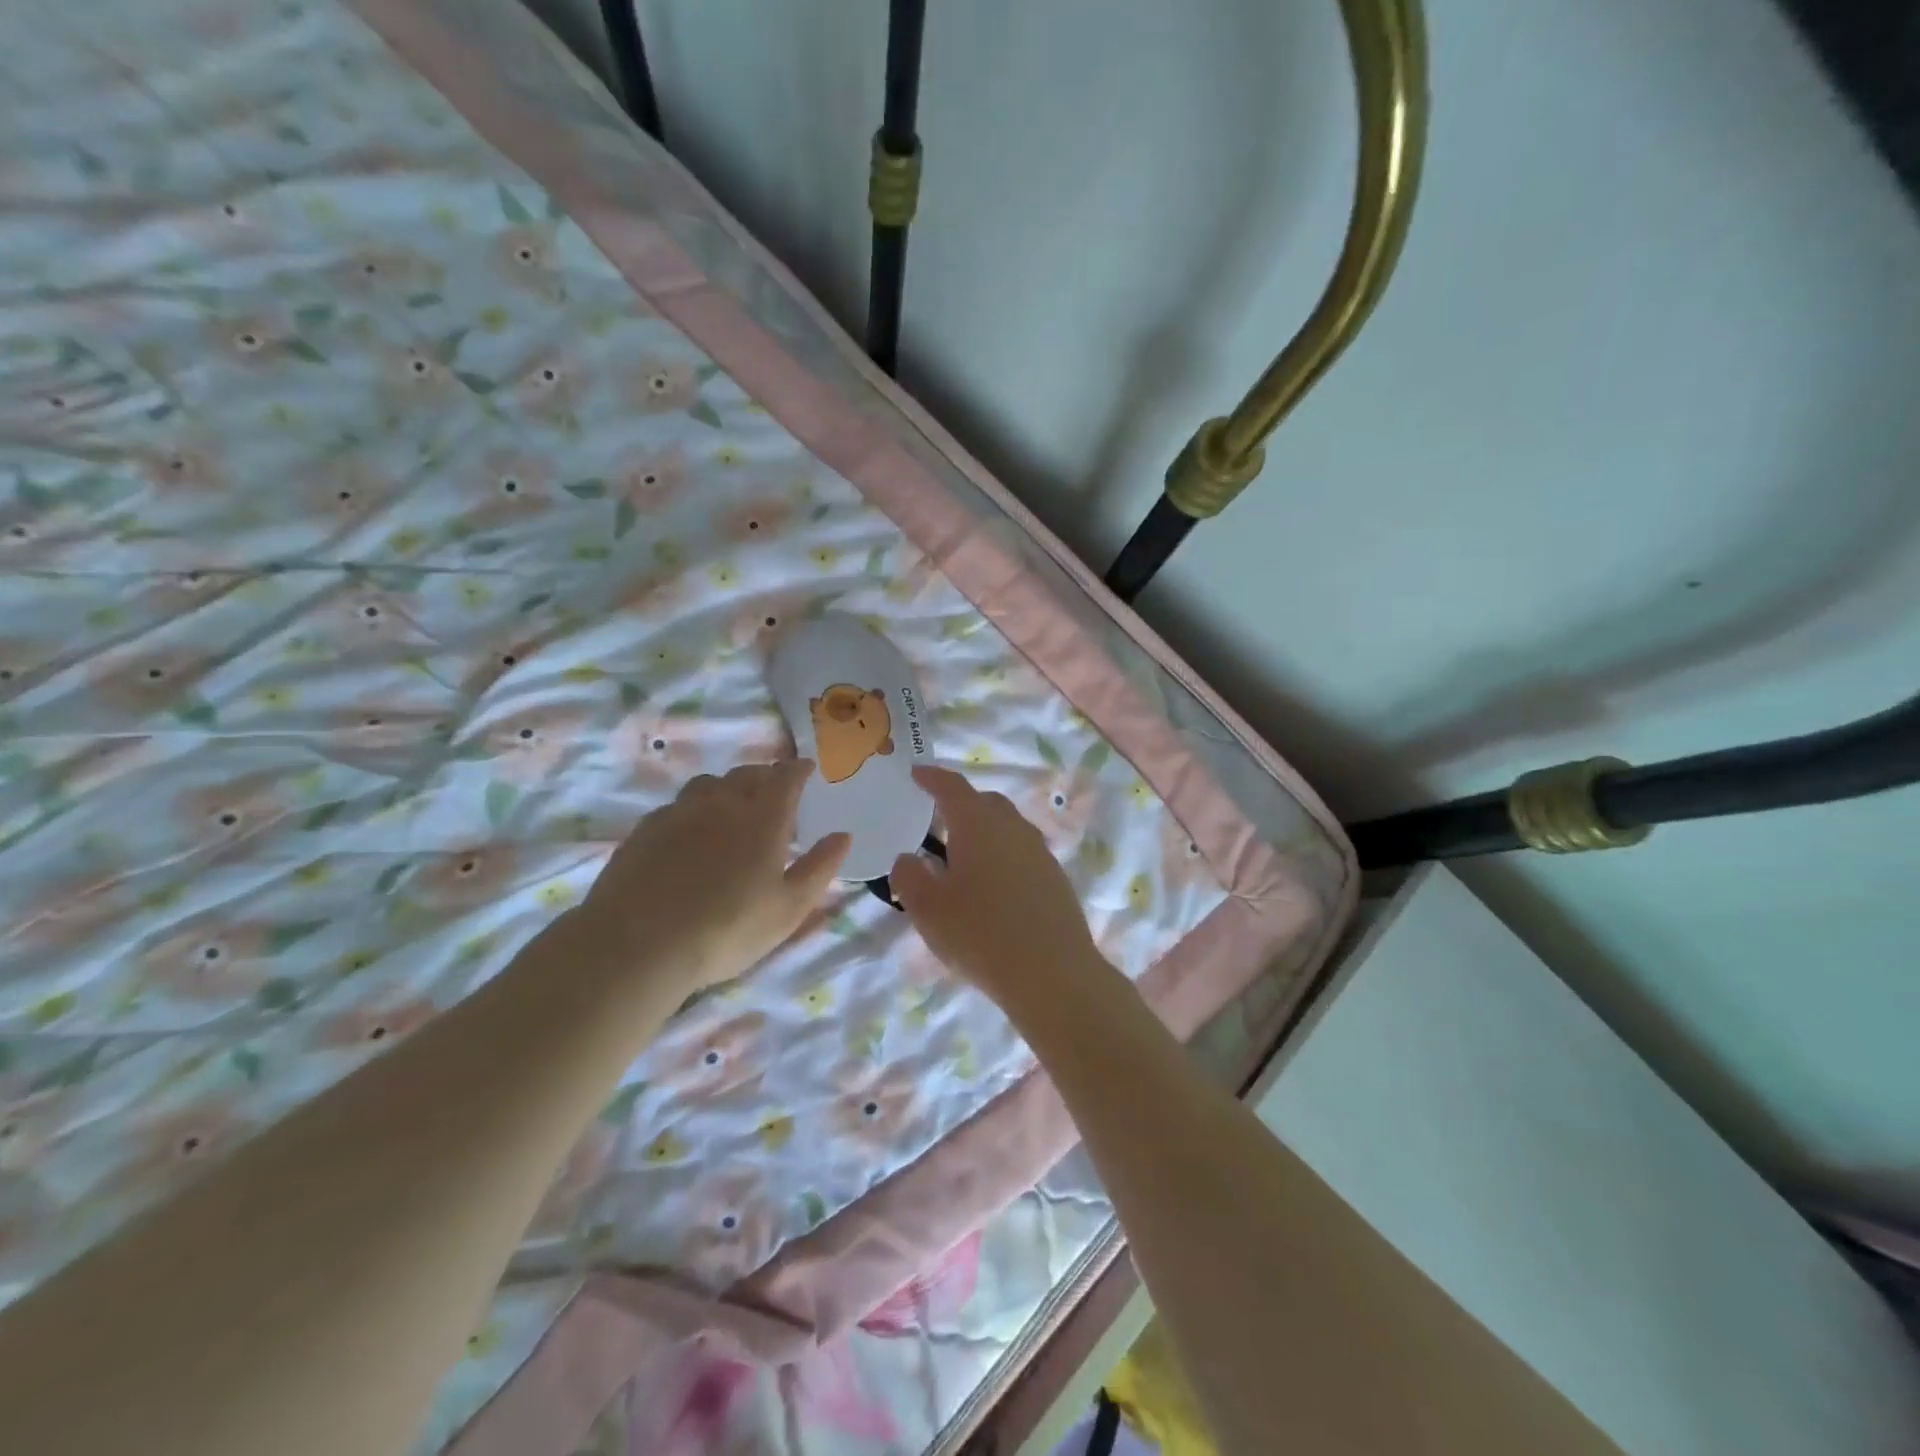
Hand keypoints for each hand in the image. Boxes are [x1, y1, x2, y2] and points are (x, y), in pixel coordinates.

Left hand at [581, 760, 848, 993]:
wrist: (638, 943)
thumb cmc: (727, 929)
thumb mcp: (789, 908)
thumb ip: (819, 868)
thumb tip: (843, 835)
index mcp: (763, 818)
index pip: (786, 777)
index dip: (798, 769)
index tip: (807, 768)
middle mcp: (722, 803)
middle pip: (747, 774)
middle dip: (765, 776)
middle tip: (773, 790)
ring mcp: (679, 813)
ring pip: (708, 784)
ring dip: (727, 788)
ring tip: (731, 807)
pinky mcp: (645, 830)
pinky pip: (677, 806)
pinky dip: (693, 810)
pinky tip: (689, 834)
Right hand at [890, 765, 1107, 1011]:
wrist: (1053, 973)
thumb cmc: (980, 935)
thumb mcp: (928, 909)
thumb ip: (909, 876)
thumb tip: (908, 858)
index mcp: (978, 824)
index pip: (952, 787)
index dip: (932, 777)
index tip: (916, 773)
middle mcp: (1013, 828)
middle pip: (985, 802)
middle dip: (960, 804)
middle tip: (937, 821)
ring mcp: (1039, 852)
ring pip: (1007, 827)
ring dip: (984, 832)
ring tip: (963, 857)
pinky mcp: (1055, 878)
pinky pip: (1022, 853)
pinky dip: (1003, 856)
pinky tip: (993, 886)